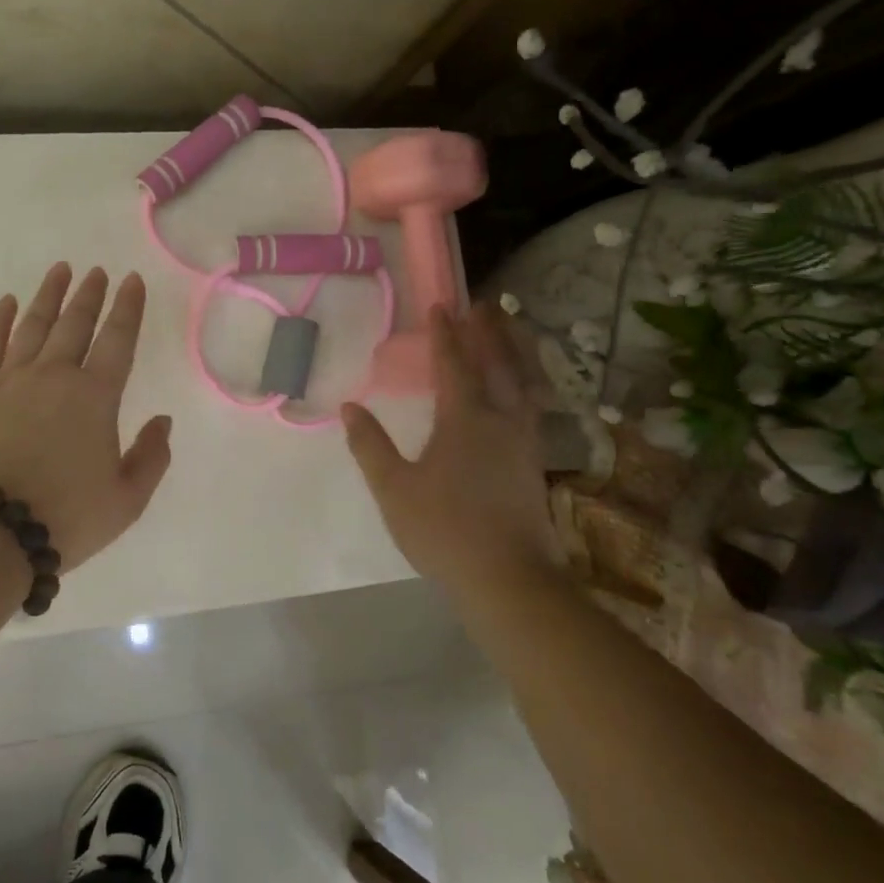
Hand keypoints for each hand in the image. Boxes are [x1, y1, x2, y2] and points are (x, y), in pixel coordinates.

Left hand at [0, 263, 172, 572]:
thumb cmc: (63, 518)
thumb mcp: (126, 501)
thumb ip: (152, 457)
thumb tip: (163, 421)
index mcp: (95, 397)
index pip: (117, 340)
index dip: (128, 308)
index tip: (131, 280)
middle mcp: (54, 376)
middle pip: (75, 324)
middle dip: (90, 295)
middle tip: (97, 271)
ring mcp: (10, 379)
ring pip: (33, 325)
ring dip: (49, 295)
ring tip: (60, 271)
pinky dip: (0, 320)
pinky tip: (7, 302)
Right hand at [342, 304, 559, 590]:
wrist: (508, 578)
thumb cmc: (444, 529)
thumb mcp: (394, 489)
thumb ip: (370, 446)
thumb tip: (349, 408)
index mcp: (465, 420)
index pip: (454, 365)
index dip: (445, 335)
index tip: (440, 306)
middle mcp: (501, 420)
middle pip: (499, 364)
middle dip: (489, 332)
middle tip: (482, 304)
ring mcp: (524, 441)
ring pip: (523, 382)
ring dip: (514, 352)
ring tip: (509, 332)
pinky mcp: (534, 462)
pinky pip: (531, 404)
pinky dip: (525, 382)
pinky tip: (520, 391)